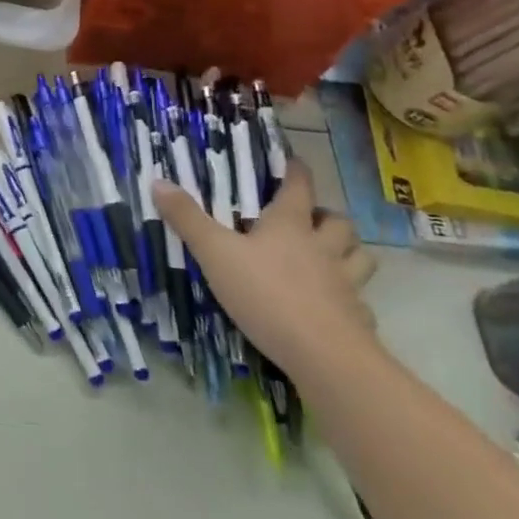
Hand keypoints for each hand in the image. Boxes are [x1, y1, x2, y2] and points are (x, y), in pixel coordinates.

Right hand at [153, 159, 377, 376]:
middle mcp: (323, 248)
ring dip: (349, 252)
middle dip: (327, 216)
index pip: (299, 186)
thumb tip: (158, 181)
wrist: (325, 356)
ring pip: (359, 258)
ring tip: (330, 257)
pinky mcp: (357, 320)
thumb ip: (188, 219)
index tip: (293, 162)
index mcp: (290, 225)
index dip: (296, 171)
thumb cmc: (266, 293)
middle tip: (310, 220)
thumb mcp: (215, 253)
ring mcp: (346, 285)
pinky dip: (350, 300)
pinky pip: (360, 302)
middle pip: (338, 223)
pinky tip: (334, 308)